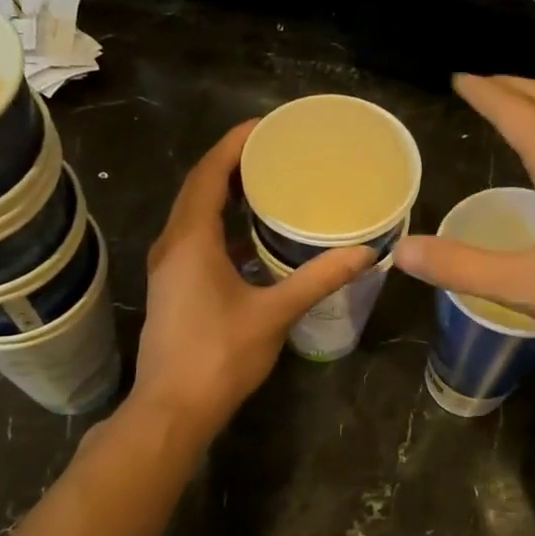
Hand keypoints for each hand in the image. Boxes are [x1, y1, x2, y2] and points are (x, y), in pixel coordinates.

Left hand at [132, 121, 373, 438]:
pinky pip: (197, 237)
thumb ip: (318, 279)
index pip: (209, 174)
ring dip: (225, 193)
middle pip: (199, 187)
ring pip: (195, 213)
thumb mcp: (275, 313)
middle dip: (232, 163)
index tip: (266, 126)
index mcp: (192, 241)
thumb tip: (364, 252)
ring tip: (267, 181)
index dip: (234, 144)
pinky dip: (223, 224)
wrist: (172, 409)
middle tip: (274, 149)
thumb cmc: (219, 356)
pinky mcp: (175, 286)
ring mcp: (170, 267)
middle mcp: (174, 244)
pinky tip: (254, 235)